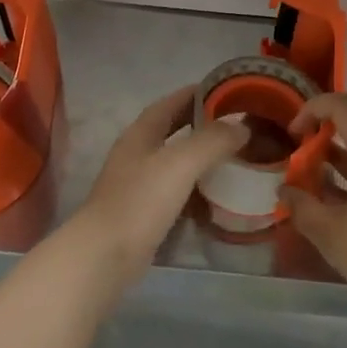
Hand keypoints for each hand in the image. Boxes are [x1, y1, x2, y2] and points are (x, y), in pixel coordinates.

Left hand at [72, 86, 246, 281]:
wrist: (105, 257)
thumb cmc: (140, 200)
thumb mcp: (181, 162)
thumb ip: (213, 140)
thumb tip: (242, 125)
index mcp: (141, 133)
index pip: (171, 102)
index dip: (197, 93)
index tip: (226, 91)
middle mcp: (137, 154)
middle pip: (173, 131)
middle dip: (202, 126)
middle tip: (235, 126)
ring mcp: (138, 185)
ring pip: (175, 163)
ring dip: (201, 159)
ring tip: (233, 159)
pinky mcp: (143, 214)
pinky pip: (175, 193)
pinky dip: (195, 191)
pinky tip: (215, 198)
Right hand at [279, 92, 346, 321]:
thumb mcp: (330, 233)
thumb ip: (302, 207)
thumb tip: (286, 191)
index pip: (342, 104)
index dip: (312, 109)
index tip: (293, 135)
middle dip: (319, 142)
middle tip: (298, 169)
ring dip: (333, 165)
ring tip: (309, 191)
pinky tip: (334, 211)